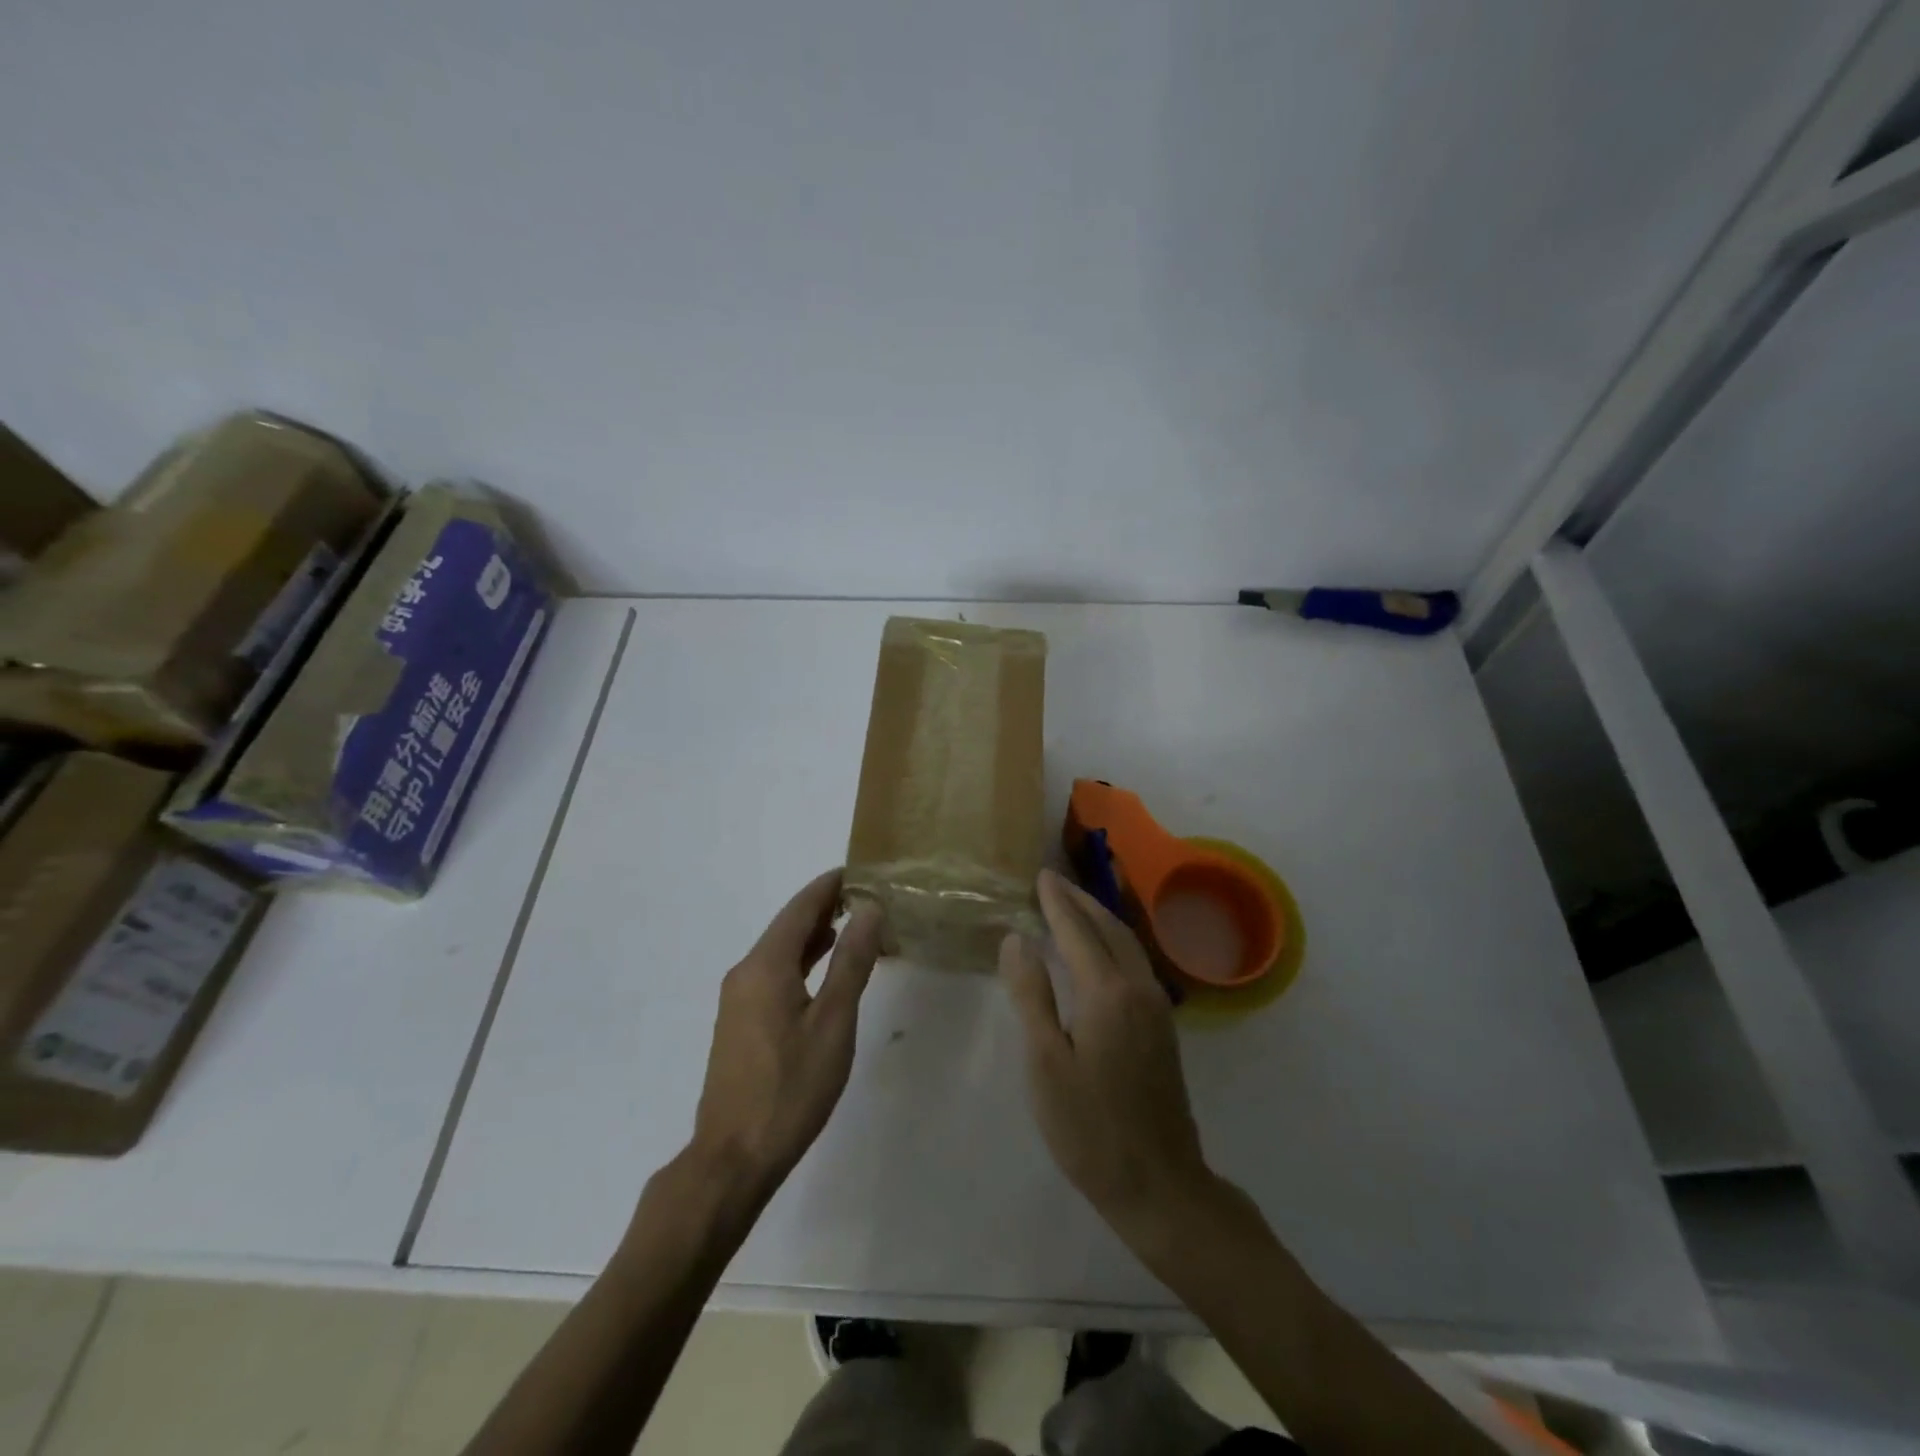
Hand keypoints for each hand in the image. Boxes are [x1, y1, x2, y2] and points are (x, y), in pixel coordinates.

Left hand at [687, 871, 883, 1206]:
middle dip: (826, 907)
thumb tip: (869, 910)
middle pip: (788, 925)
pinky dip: (803, 961)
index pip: (800, 907)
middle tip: (869, 896)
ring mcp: (738, 999)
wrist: (733, 1158)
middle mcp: (745, 973)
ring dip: (816, 935)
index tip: (862, 870)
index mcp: (765, 966)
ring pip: (781, 951)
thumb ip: (851, 962)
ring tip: (856, 924)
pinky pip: (774, 974)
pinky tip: (826, 970)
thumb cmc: (791, 1088)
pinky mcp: (740, 1023)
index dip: (830, 885)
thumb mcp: (833, 1022)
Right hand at [999, 869, 1216, 1253]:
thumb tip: (1017, 939)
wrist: (1160, 1184)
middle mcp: (1138, 988)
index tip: (1039, 875)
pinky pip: (1136, 962)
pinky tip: (1101, 949)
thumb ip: (1031, 995)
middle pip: (1108, 928)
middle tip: (1053, 880)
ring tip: (1074, 903)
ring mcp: (1157, 1007)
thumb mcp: (1046, 1063)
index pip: (1077, 930)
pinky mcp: (1163, 1026)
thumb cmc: (1090, 1128)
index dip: (1056, 902)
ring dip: (1100, 917)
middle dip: (1080, 900)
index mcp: (1107, 992)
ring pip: (1127, 943)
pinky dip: (1114, 940)